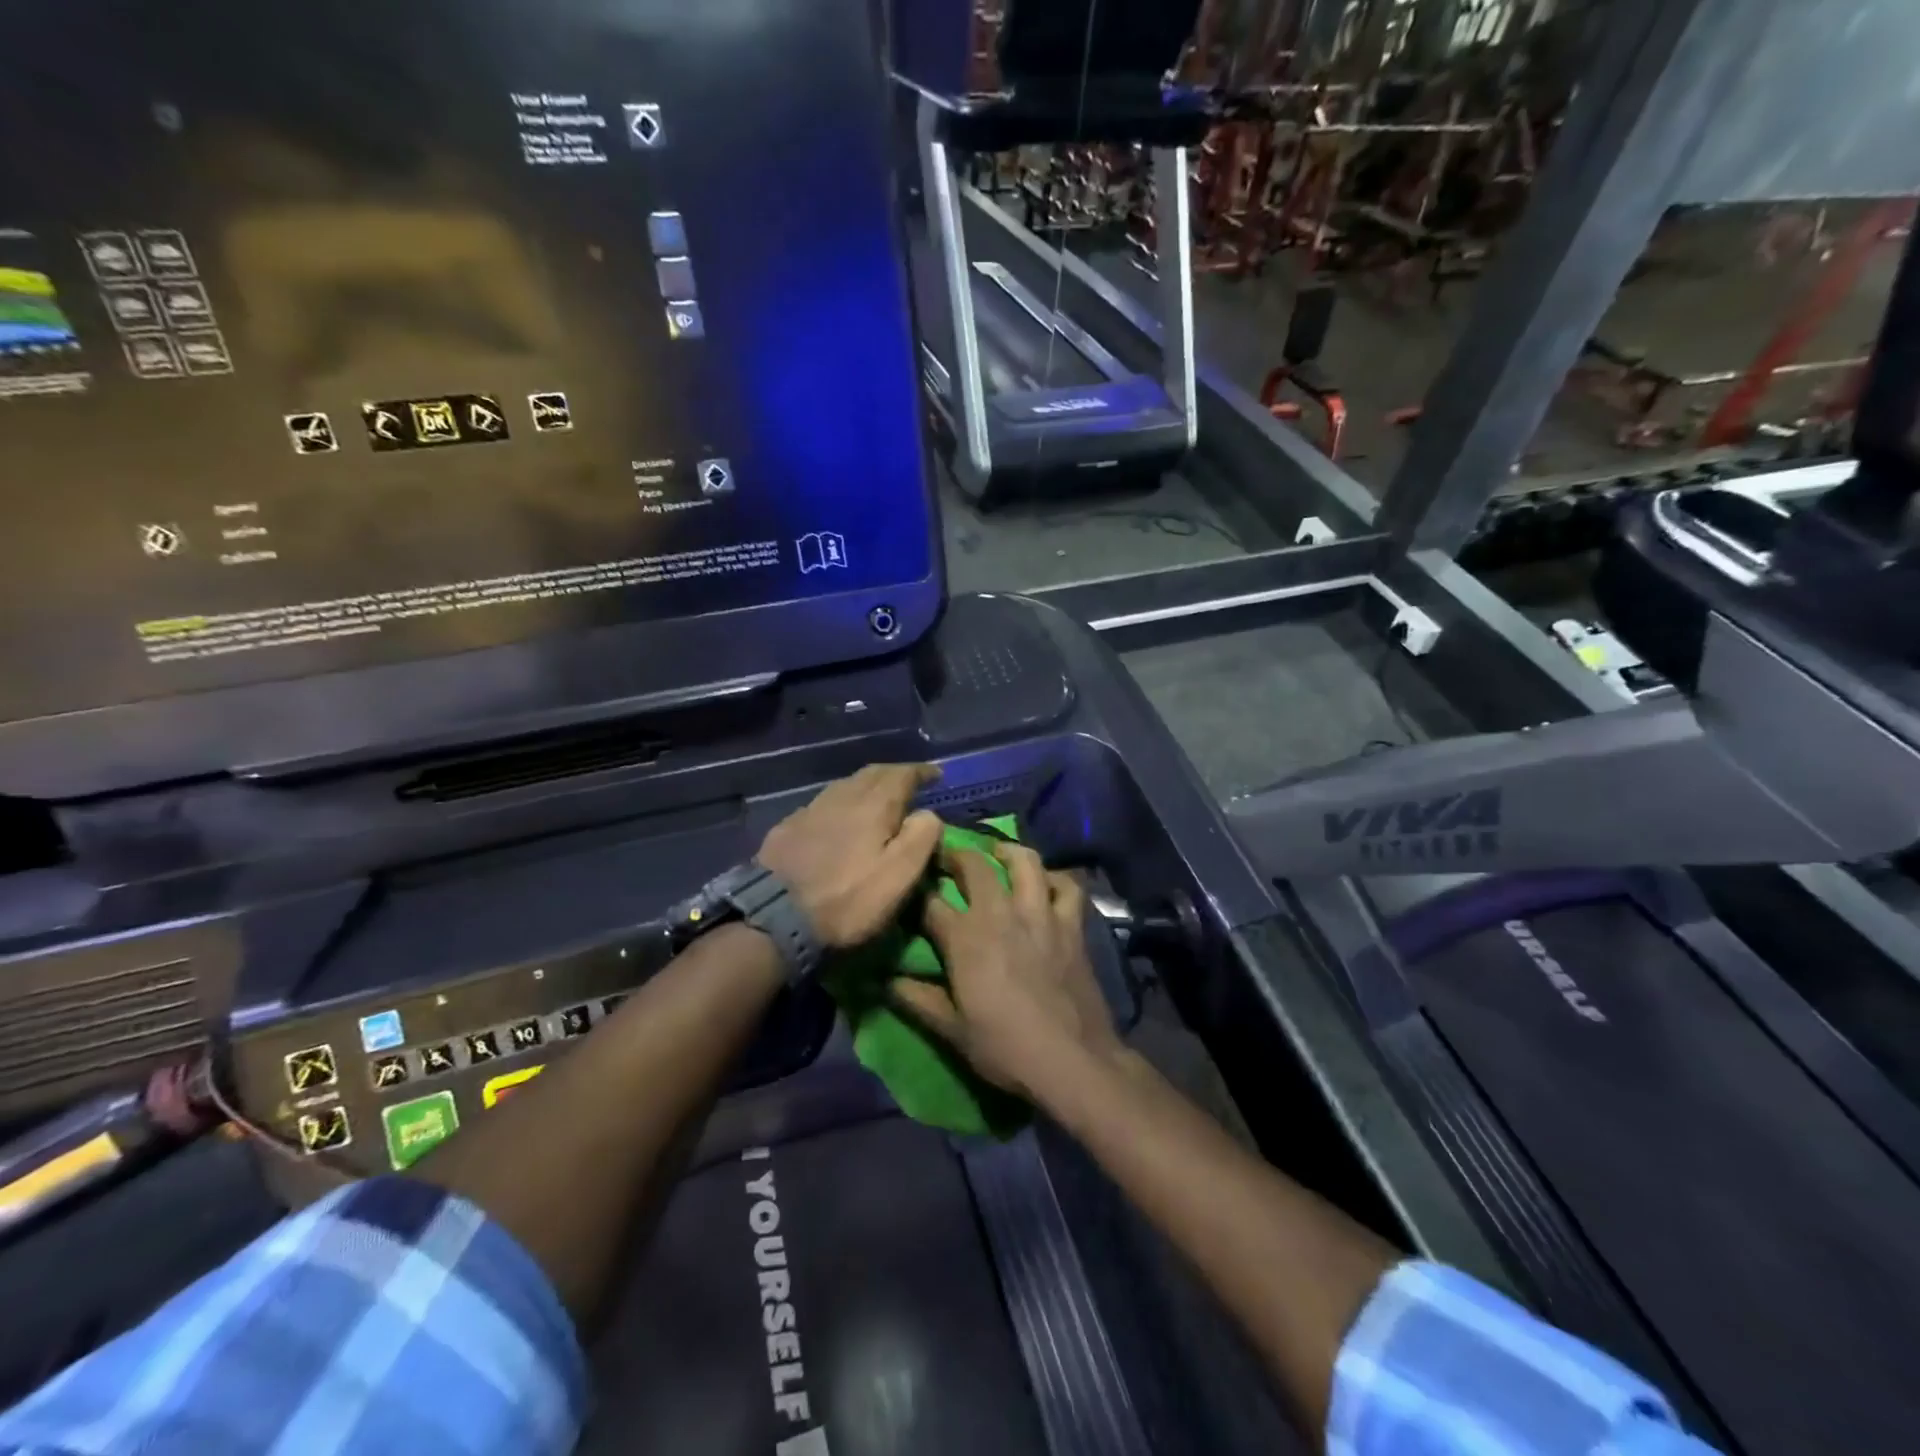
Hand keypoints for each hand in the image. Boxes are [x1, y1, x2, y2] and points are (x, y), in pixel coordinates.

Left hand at [758, 763, 944, 948]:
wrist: (773, 918)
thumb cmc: (847, 900)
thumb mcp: (899, 876)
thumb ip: (921, 837)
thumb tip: (928, 814)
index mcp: (873, 804)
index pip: (902, 774)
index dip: (922, 772)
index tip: (936, 775)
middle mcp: (841, 796)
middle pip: (872, 774)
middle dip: (895, 774)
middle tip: (911, 783)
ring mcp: (810, 810)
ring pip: (845, 786)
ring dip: (867, 786)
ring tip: (879, 800)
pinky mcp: (787, 828)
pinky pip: (824, 804)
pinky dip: (842, 804)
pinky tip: (840, 820)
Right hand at [892, 841, 1121, 1099]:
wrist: (1072, 1060)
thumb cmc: (1006, 1048)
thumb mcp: (952, 1031)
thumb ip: (917, 1000)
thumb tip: (884, 981)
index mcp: (965, 938)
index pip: (930, 902)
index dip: (916, 893)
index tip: (909, 891)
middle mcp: (1000, 913)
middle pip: (974, 865)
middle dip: (955, 855)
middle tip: (947, 859)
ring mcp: (1040, 914)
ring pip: (1024, 861)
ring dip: (1007, 852)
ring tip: (997, 855)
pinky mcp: (1071, 924)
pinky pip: (1067, 886)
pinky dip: (1055, 879)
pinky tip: (1046, 883)